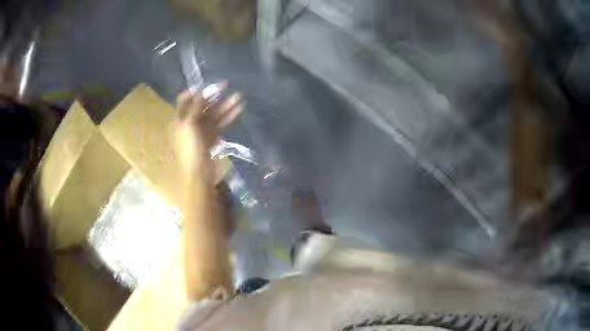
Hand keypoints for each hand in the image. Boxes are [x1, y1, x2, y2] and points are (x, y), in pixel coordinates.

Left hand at [174, 84, 243, 175]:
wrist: (200, 172)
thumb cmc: (190, 148)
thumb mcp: (189, 125)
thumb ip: (195, 107)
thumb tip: (200, 91)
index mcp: (180, 119)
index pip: (184, 100)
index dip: (193, 92)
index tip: (205, 86)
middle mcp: (190, 121)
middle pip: (201, 105)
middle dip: (213, 95)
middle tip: (225, 85)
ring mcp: (202, 128)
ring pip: (214, 113)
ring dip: (225, 104)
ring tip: (239, 96)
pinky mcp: (212, 134)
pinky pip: (221, 122)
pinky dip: (229, 115)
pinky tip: (239, 107)